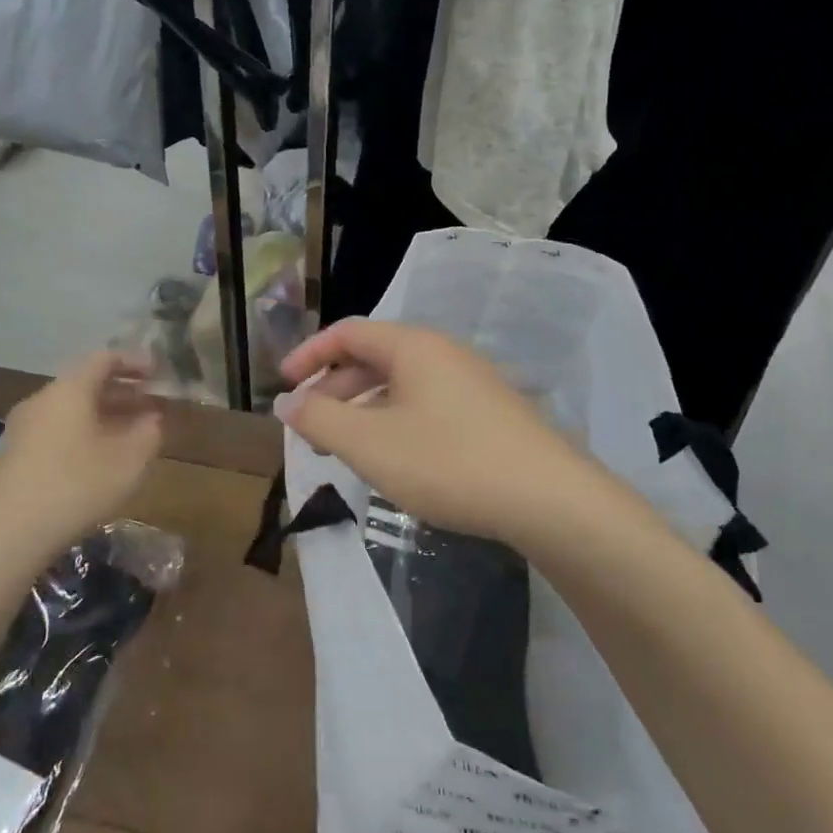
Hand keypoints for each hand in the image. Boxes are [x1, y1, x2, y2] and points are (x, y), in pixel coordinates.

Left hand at [0, 351, 163, 554]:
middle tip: (152, 404)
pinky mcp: (15, 455)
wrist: (7, 534)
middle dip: (123, 391)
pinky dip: (85, 432)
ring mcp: (24, 427)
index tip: (159, 374)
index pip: (105, 358)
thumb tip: (152, 418)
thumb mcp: (129, 460)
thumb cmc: (76, 486)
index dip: (135, 362)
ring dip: (105, 415)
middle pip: (87, 382)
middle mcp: (43, 399)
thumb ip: (149, 432)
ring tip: (132, 433)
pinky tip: (101, 458)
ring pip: (72, 409)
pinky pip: (58, 429)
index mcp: (70, 389)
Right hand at [276, 320, 615, 547]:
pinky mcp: (488, 413)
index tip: (283, 385)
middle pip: (373, 358)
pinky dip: (393, 422)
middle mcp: (442, 353)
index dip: (310, 354)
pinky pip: (424, 405)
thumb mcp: (370, 443)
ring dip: (362, 410)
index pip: (348, 333)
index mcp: (413, 347)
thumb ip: (320, 419)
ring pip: (399, 386)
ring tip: (343, 449)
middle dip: (333, 390)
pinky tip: (391, 458)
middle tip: (309, 429)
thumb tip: (287, 402)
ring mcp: (470, 383)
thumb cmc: (448, 462)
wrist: (549, 499)